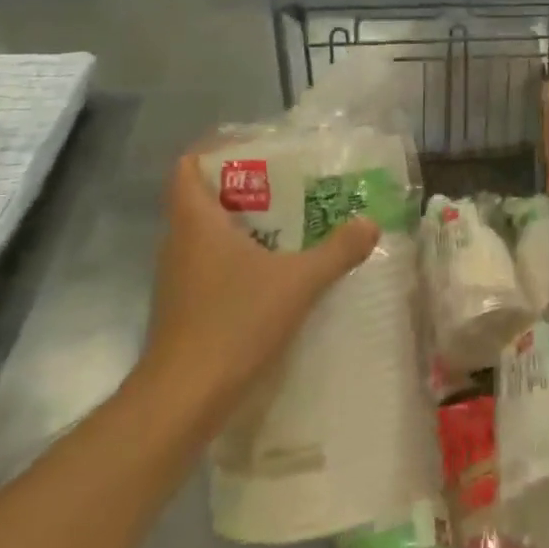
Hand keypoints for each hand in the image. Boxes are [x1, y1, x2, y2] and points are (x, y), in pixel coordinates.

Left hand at [138, 145, 378, 428]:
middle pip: (203, 196)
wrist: (183, 399)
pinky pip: (212, 264)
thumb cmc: (234, 323)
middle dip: (245, 185)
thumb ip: (337, 251)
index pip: (188, 166)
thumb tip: (369, 223)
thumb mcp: (298, 282)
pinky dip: (240, 257)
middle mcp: (180, 243)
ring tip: (291, 222)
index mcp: (196, 222)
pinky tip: (275, 270)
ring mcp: (179, 277)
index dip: (215, 149)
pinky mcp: (185, 306)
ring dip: (244, 223)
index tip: (255, 148)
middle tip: (290, 183)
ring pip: (208, 233)